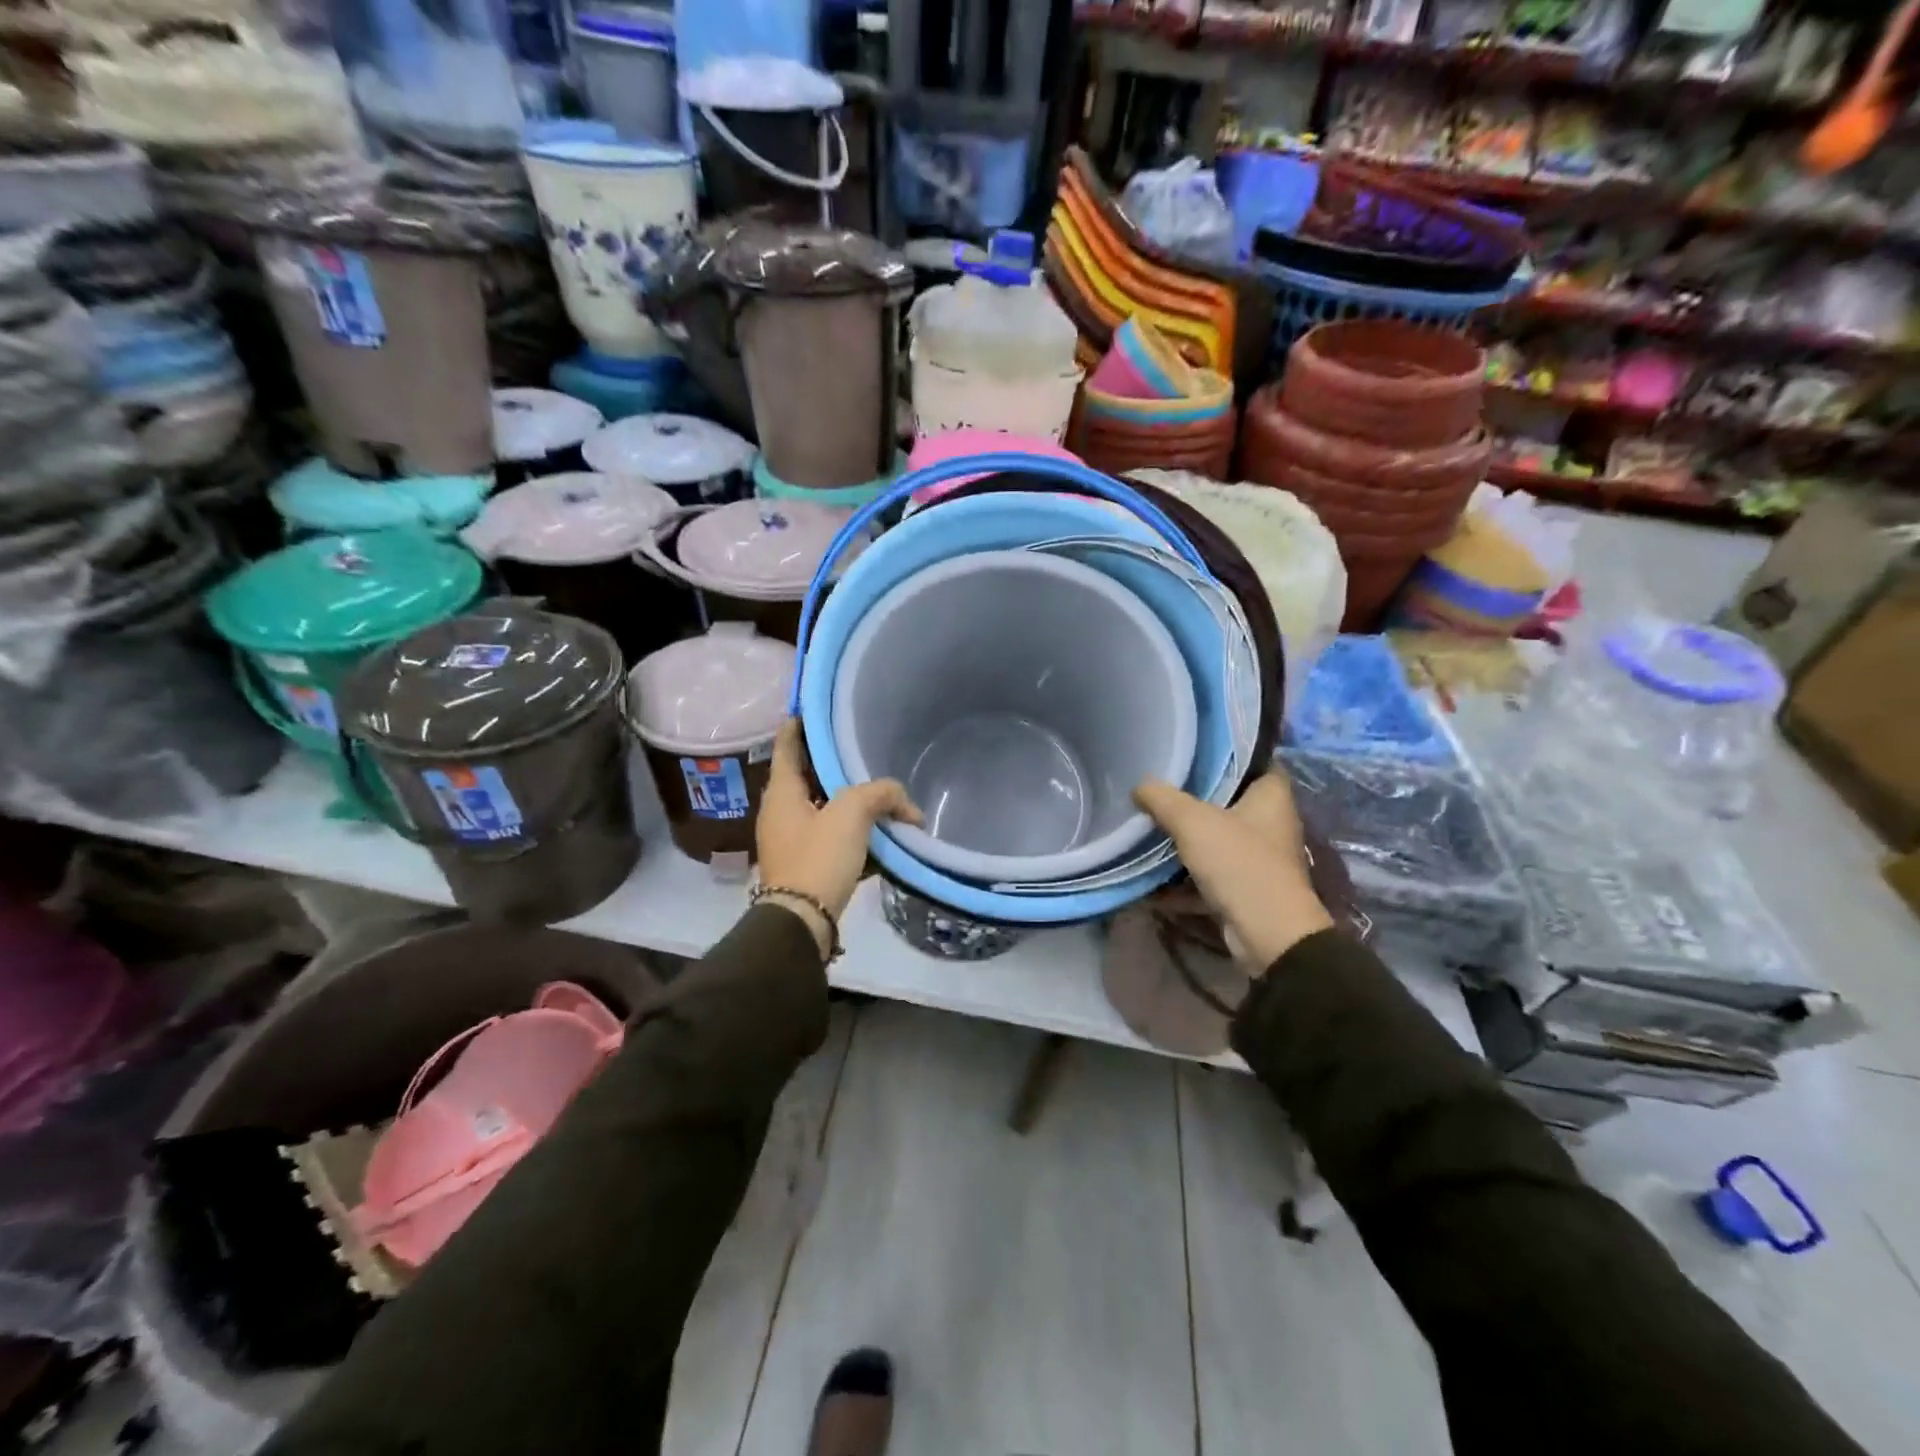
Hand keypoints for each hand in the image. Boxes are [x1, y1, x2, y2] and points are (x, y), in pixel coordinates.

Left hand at [756, 721, 921, 954]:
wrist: (802, 921)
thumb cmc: (818, 857)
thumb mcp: (852, 814)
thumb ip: (880, 794)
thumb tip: (905, 804)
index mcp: (782, 792)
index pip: (788, 745)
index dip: (799, 724)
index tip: (812, 706)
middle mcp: (780, 811)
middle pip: (808, 776)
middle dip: (832, 763)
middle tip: (859, 747)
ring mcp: (790, 839)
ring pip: (822, 807)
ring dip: (847, 799)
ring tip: (877, 789)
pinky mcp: (805, 863)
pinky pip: (830, 835)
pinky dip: (851, 829)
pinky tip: (877, 831)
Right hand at [1134, 771, 1333, 971]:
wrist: (1268, 935)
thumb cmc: (1239, 863)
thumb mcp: (1192, 821)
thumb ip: (1162, 798)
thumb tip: (1140, 785)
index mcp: (1272, 797)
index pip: (1253, 761)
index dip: (1225, 754)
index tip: (1191, 751)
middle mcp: (1271, 824)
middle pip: (1228, 802)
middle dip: (1193, 799)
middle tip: (1157, 788)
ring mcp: (1259, 860)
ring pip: (1216, 841)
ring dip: (1184, 842)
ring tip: (1147, 830)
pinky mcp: (1246, 891)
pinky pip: (1209, 878)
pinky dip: (1183, 882)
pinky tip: (1151, 885)